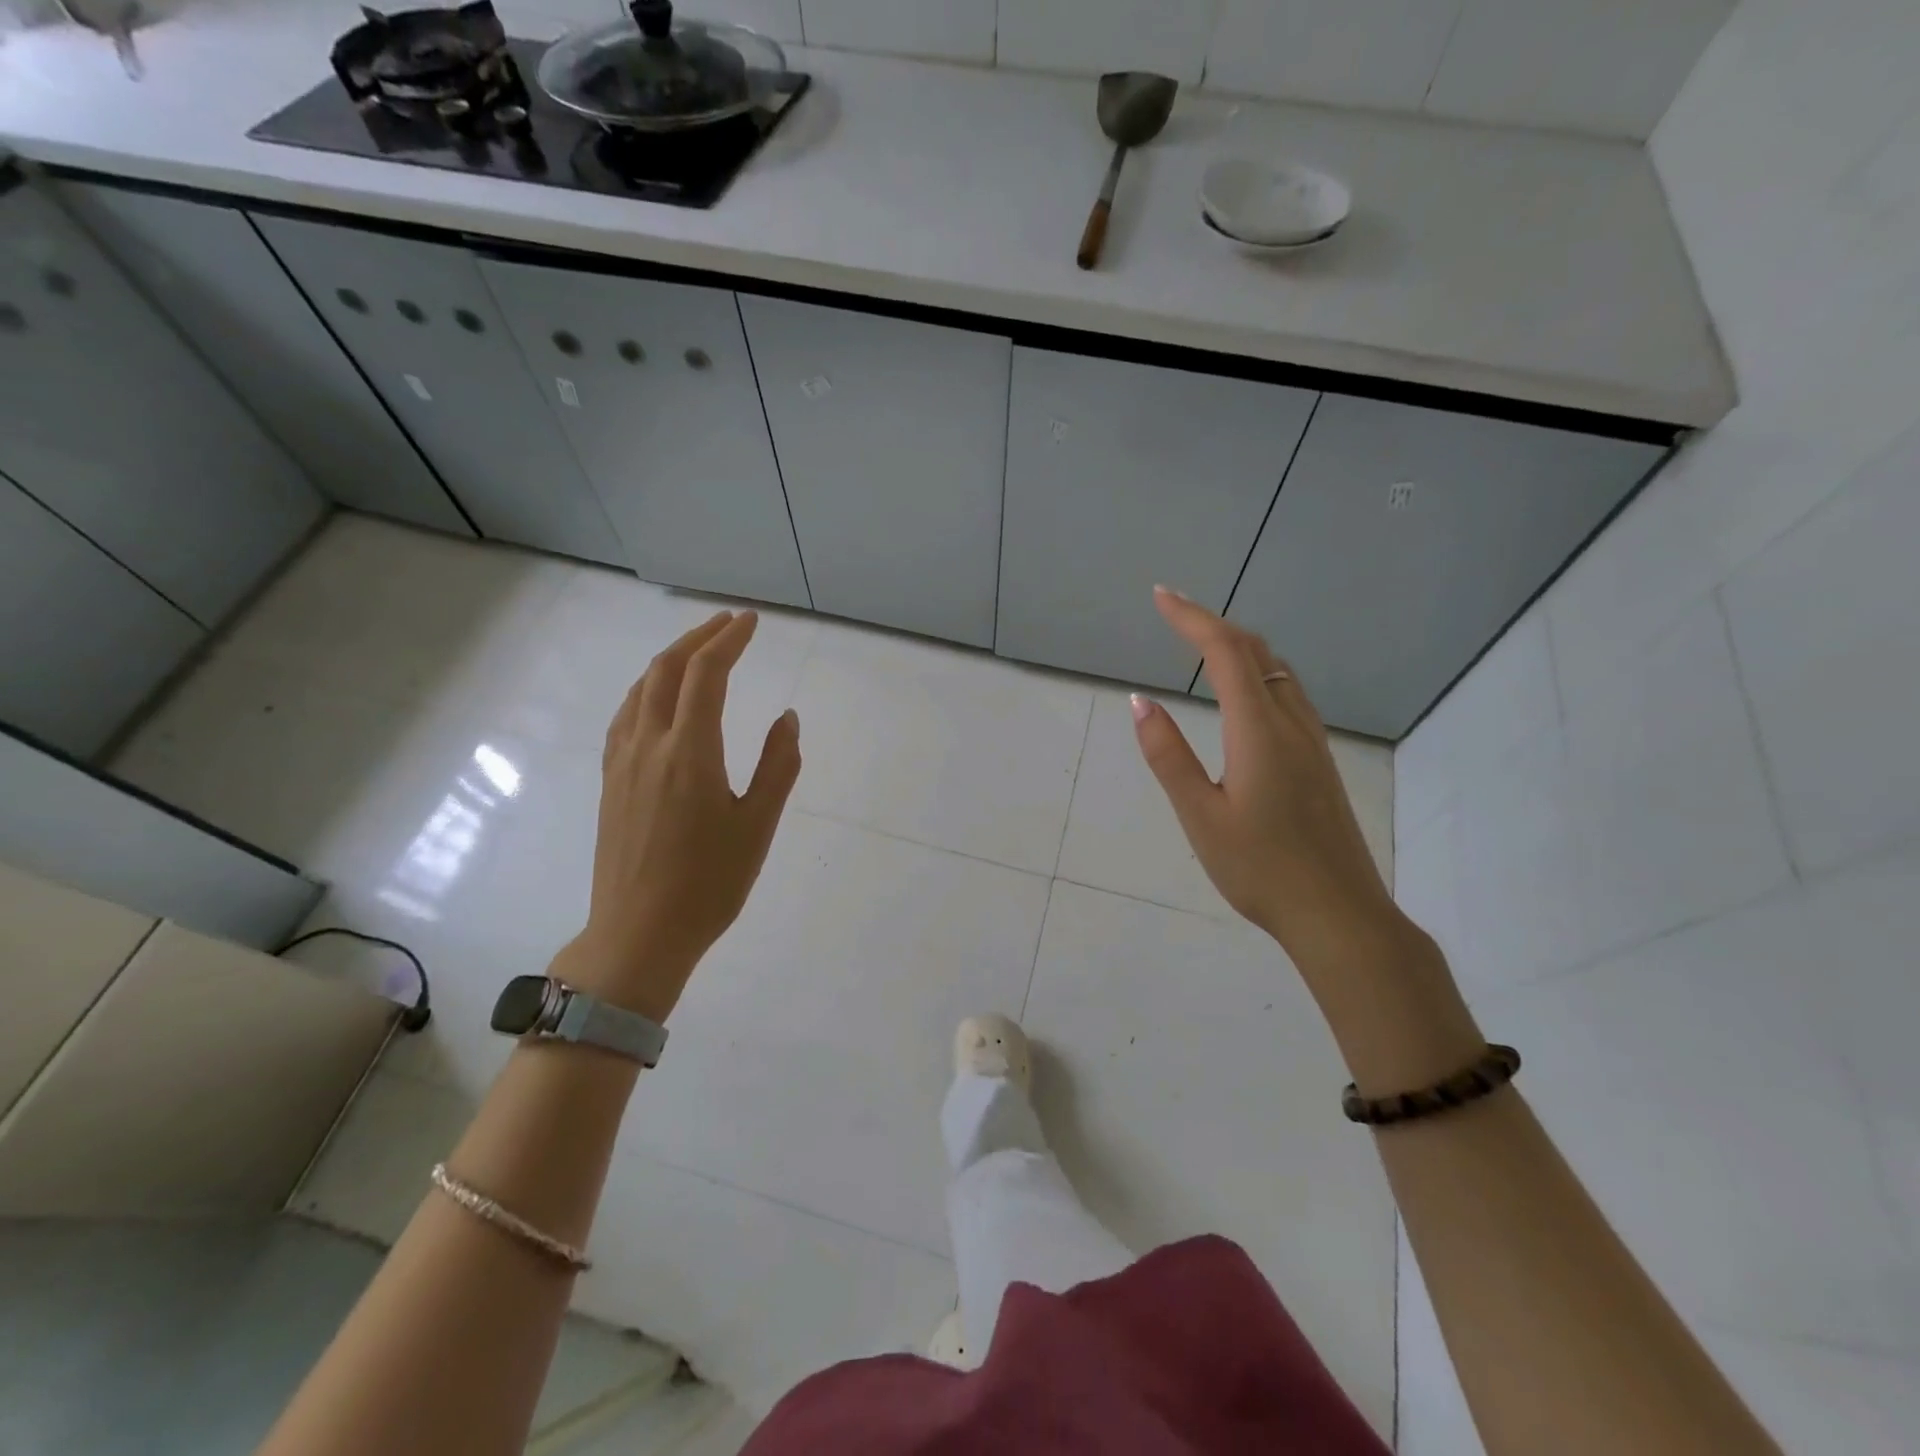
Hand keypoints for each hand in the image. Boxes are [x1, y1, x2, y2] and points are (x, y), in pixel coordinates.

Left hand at [556, 610, 801, 1021]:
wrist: (639, 933)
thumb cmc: (709, 884)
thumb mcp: (758, 826)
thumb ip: (777, 766)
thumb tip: (788, 718)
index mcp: (690, 752)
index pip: (707, 675)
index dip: (728, 640)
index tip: (750, 621)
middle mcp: (649, 745)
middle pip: (667, 670)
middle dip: (698, 639)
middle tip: (728, 624)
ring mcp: (622, 762)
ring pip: (641, 689)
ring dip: (669, 660)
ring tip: (697, 651)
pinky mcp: (610, 781)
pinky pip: (626, 715)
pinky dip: (648, 689)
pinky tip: (659, 699)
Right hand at [1131, 587, 1401, 967]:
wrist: (1338, 914)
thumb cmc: (1260, 869)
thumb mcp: (1199, 816)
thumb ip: (1168, 755)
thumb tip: (1140, 702)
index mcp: (1259, 731)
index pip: (1224, 653)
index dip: (1191, 617)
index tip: (1159, 597)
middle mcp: (1292, 723)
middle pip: (1256, 651)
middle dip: (1213, 623)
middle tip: (1173, 612)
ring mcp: (1312, 740)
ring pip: (1277, 670)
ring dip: (1238, 645)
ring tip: (1202, 643)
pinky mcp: (1319, 759)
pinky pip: (1288, 693)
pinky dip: (1258, 671)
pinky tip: (1244, 691)